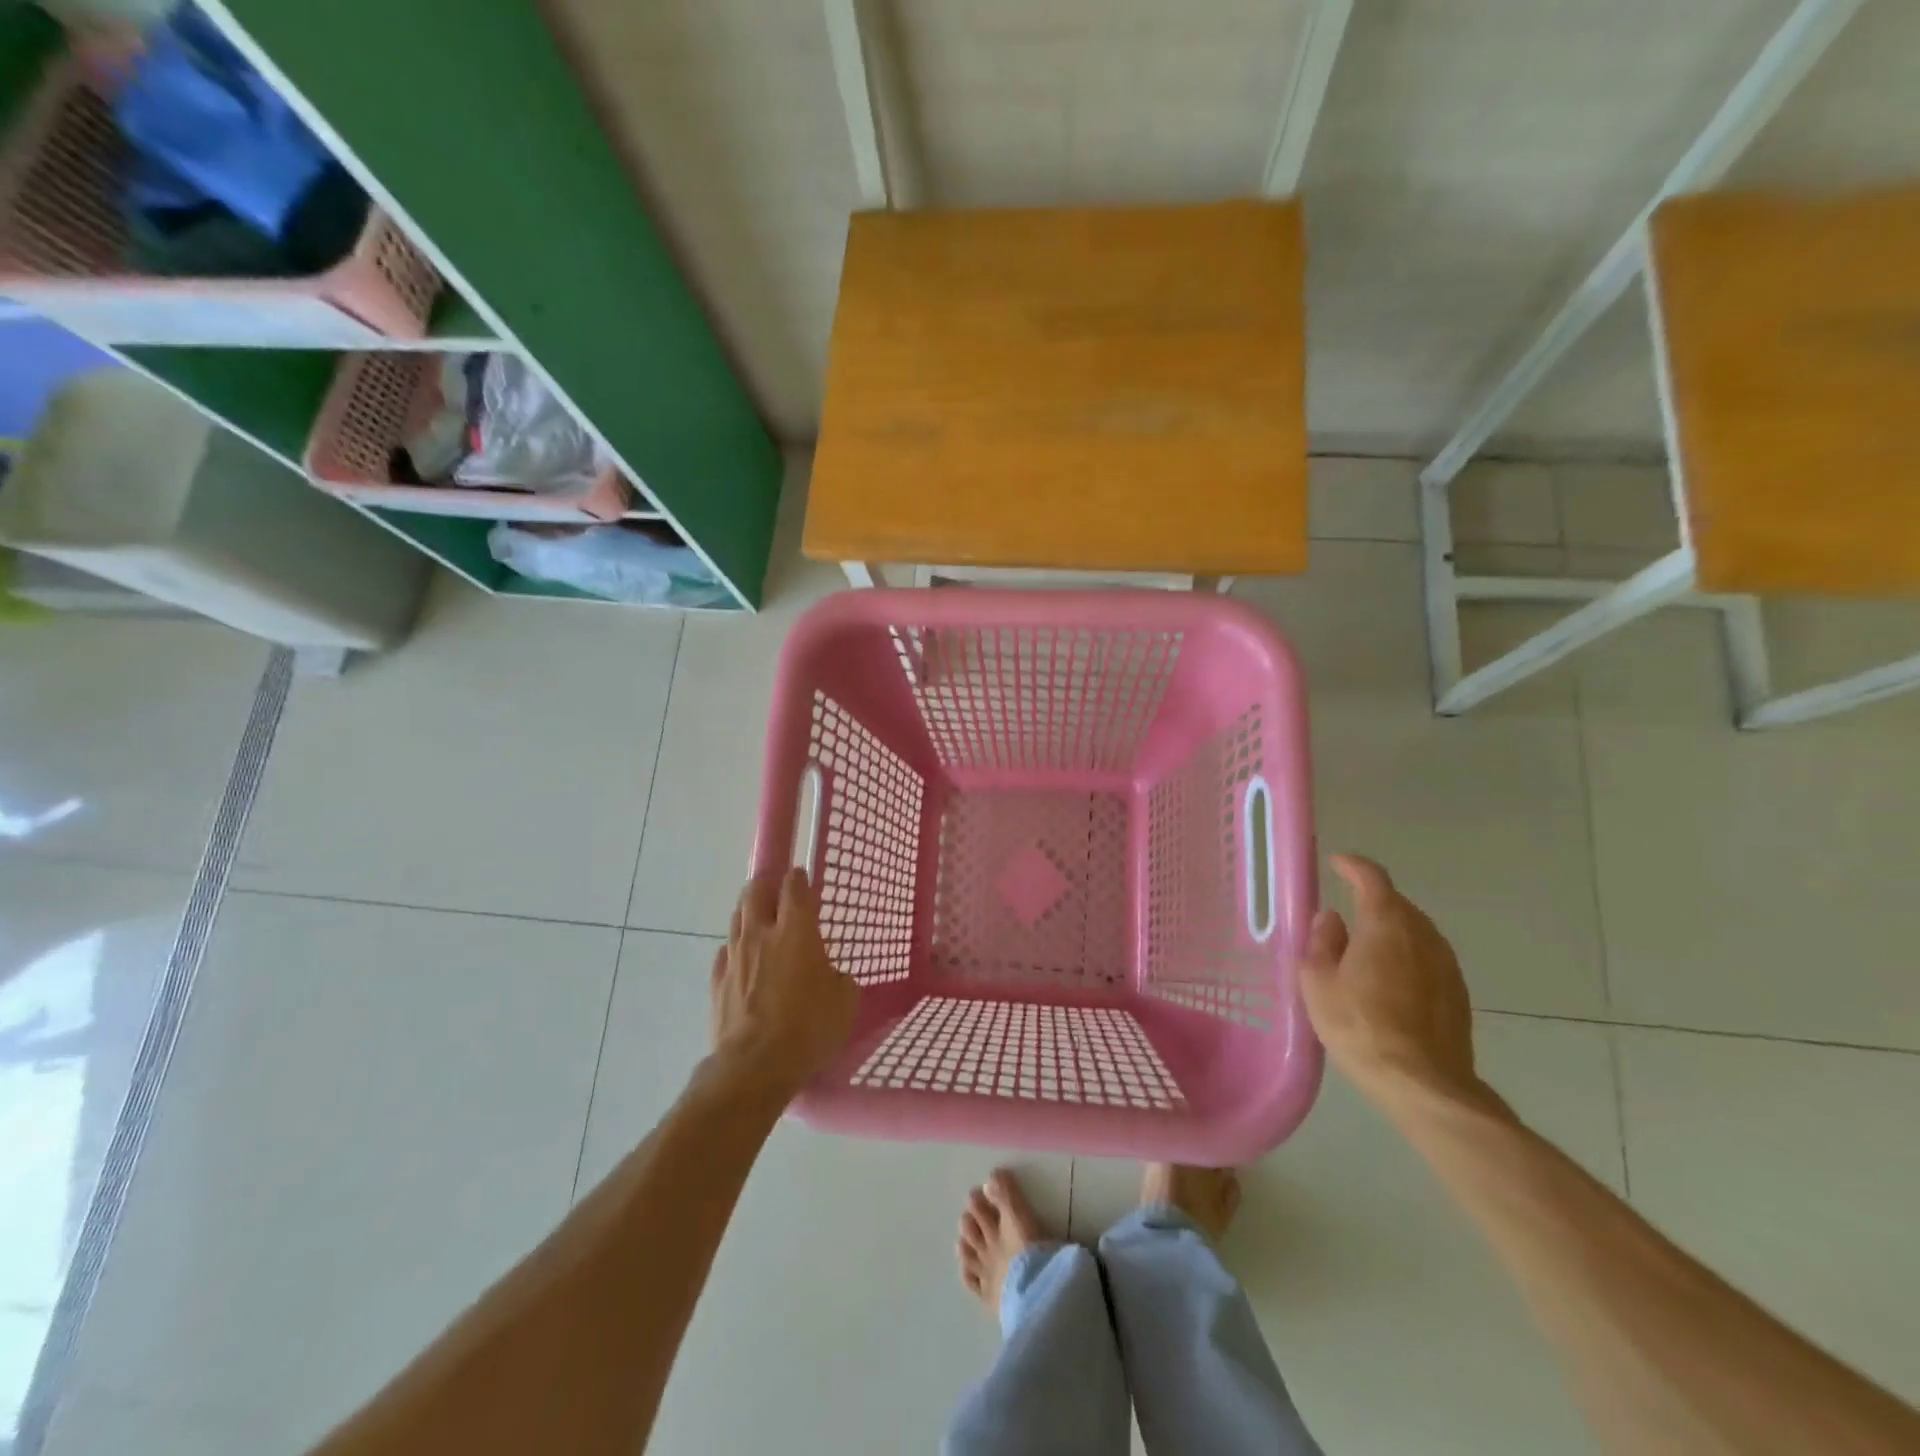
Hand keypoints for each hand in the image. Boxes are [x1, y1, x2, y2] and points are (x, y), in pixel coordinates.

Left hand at [709, 869, 858, 1101]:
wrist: (754, 1066)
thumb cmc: (808, 1028)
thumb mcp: (844, 1001)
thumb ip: (837, 978)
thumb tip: (829, 975)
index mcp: (796, 931)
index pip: (794, 886)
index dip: (798, 878)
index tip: (802, 878)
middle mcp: (761, 934)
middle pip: (755, 892)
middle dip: (765, 885)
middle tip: (776, 891)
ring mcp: (734, 957)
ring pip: (736, 918)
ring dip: (749, 914)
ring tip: (760, 922)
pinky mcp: (717, 983)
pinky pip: (725, 953)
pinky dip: (735, 950)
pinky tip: (743, 961)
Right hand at [1299, 855, 1489, 1116]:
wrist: (1422, 1083)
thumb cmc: (1359, 1025)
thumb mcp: (1318, 981)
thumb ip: (1322, 941)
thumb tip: (1331, 918)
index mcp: (1386, 923)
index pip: (1372, 878)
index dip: (1353, 866)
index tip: (1337, 864)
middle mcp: (1422, 934)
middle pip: (1397, 903)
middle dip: (1372, 899)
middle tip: (1345, 911)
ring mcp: (1446, 963)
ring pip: (1416, 930)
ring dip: (1391, 928)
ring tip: (1366, 945)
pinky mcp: (1458, 992)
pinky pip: (1428, 957)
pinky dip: (1407, 955)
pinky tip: (1390, 978)